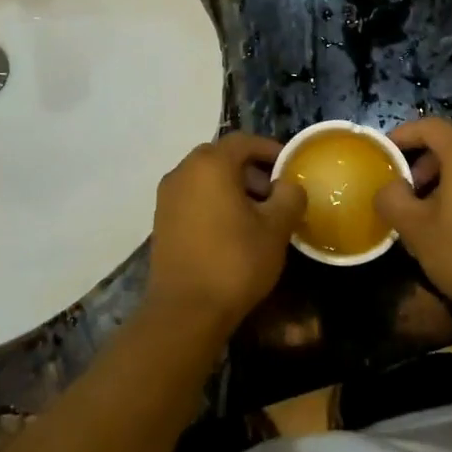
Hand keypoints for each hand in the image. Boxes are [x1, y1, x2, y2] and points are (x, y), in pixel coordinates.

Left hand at [147, 134, 304, 333]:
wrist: (185, 310)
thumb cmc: (235, 262)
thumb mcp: (275, 229)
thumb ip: (289, 197)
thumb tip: (289, 185)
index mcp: (210, 164)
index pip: (243, 141)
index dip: (270, 149)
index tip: (290, 166)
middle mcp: (183, 172)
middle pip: (222, 157)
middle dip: (251, 169)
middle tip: (275, 193)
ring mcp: (167, 196)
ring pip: (205, 178)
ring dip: (232, 187)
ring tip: (257, 215)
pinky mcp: (161, 220)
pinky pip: (192, 197)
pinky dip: (213, 202)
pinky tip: (231, 230)